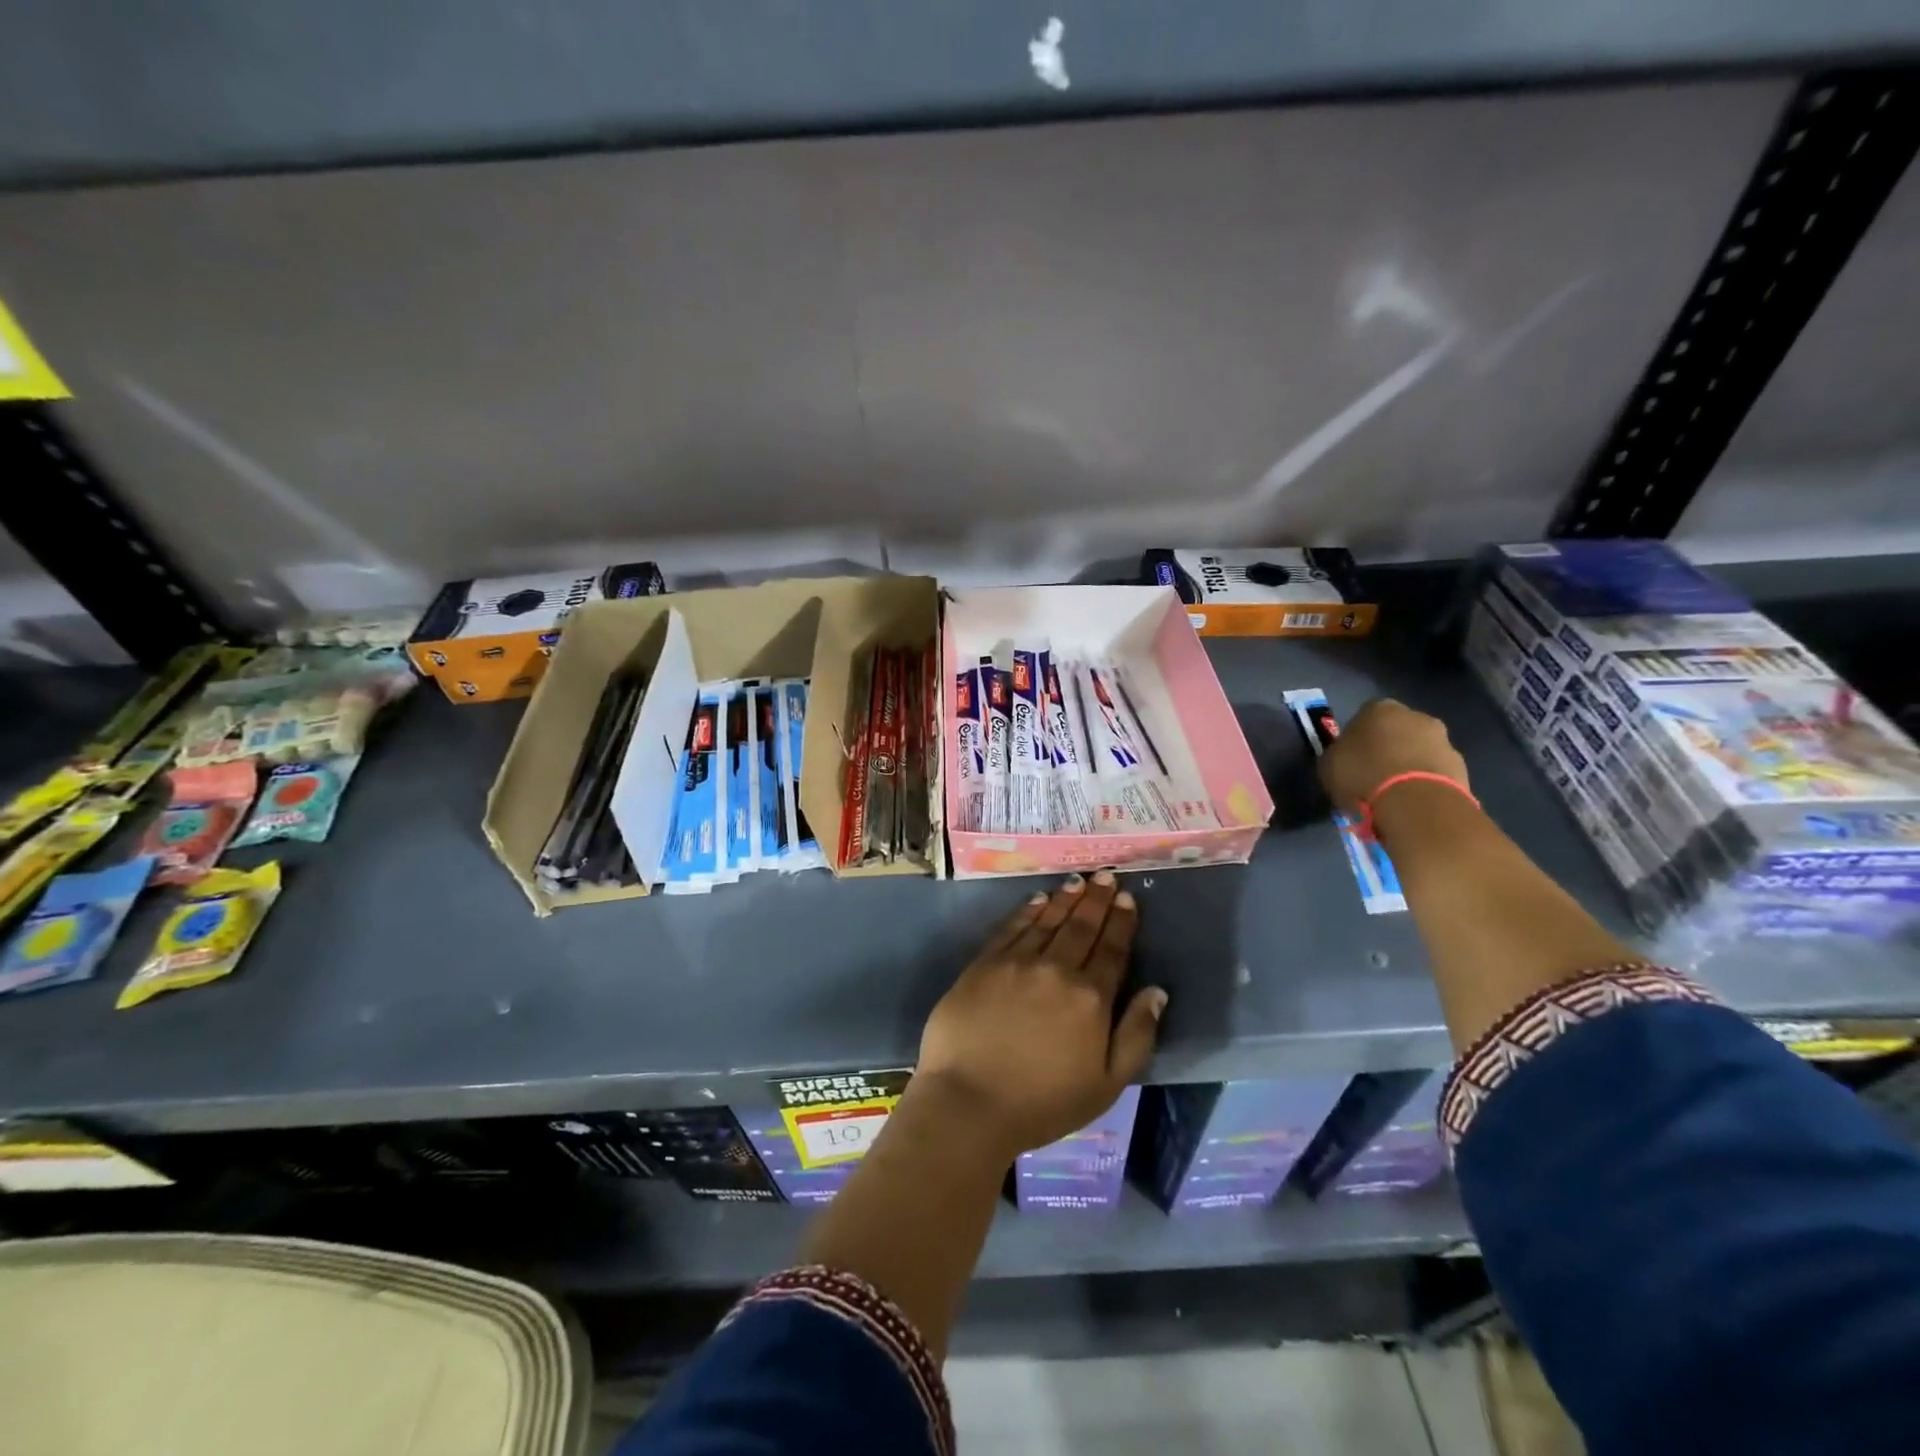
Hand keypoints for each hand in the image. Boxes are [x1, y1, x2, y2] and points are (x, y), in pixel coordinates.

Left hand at [913, 872, 1165, 1161]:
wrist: (969, 1102)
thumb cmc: (1043, 1103)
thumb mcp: (1106, 1084)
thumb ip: (1136, 1035)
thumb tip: (1157, 992)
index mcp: (1090, 998)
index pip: (1112, 950)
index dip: (1122, 922)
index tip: (1128, 898)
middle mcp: (1056, 970)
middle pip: (1081, 927)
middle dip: (1097, 900)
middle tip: (1106, 876)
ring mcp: (1017, 963)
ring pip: (1048, 921)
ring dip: (1065, 898)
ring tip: (1078, 881)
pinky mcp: (984, 964)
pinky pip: (1011, 928)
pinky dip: (1027, 910)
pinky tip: (1037, 899)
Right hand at [1317, 698, 1469, 816]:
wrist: (1415, 802)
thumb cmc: (1362, 775)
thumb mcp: (1328, 765)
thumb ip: (1337, 754)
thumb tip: (1343, 757)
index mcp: (1379, 708)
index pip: (1364, 717)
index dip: (1357, 738)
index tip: (1351, 758)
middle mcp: (1415, 716)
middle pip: (1397, 730)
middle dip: (1388, 748)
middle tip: (1373, 774)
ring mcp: (1443, 740)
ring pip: (1419, 750)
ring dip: (1409, 765)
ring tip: (1394, 793)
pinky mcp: (1461, 767)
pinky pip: (1435, 772)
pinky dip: (1425, 783)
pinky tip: (1412, 802)